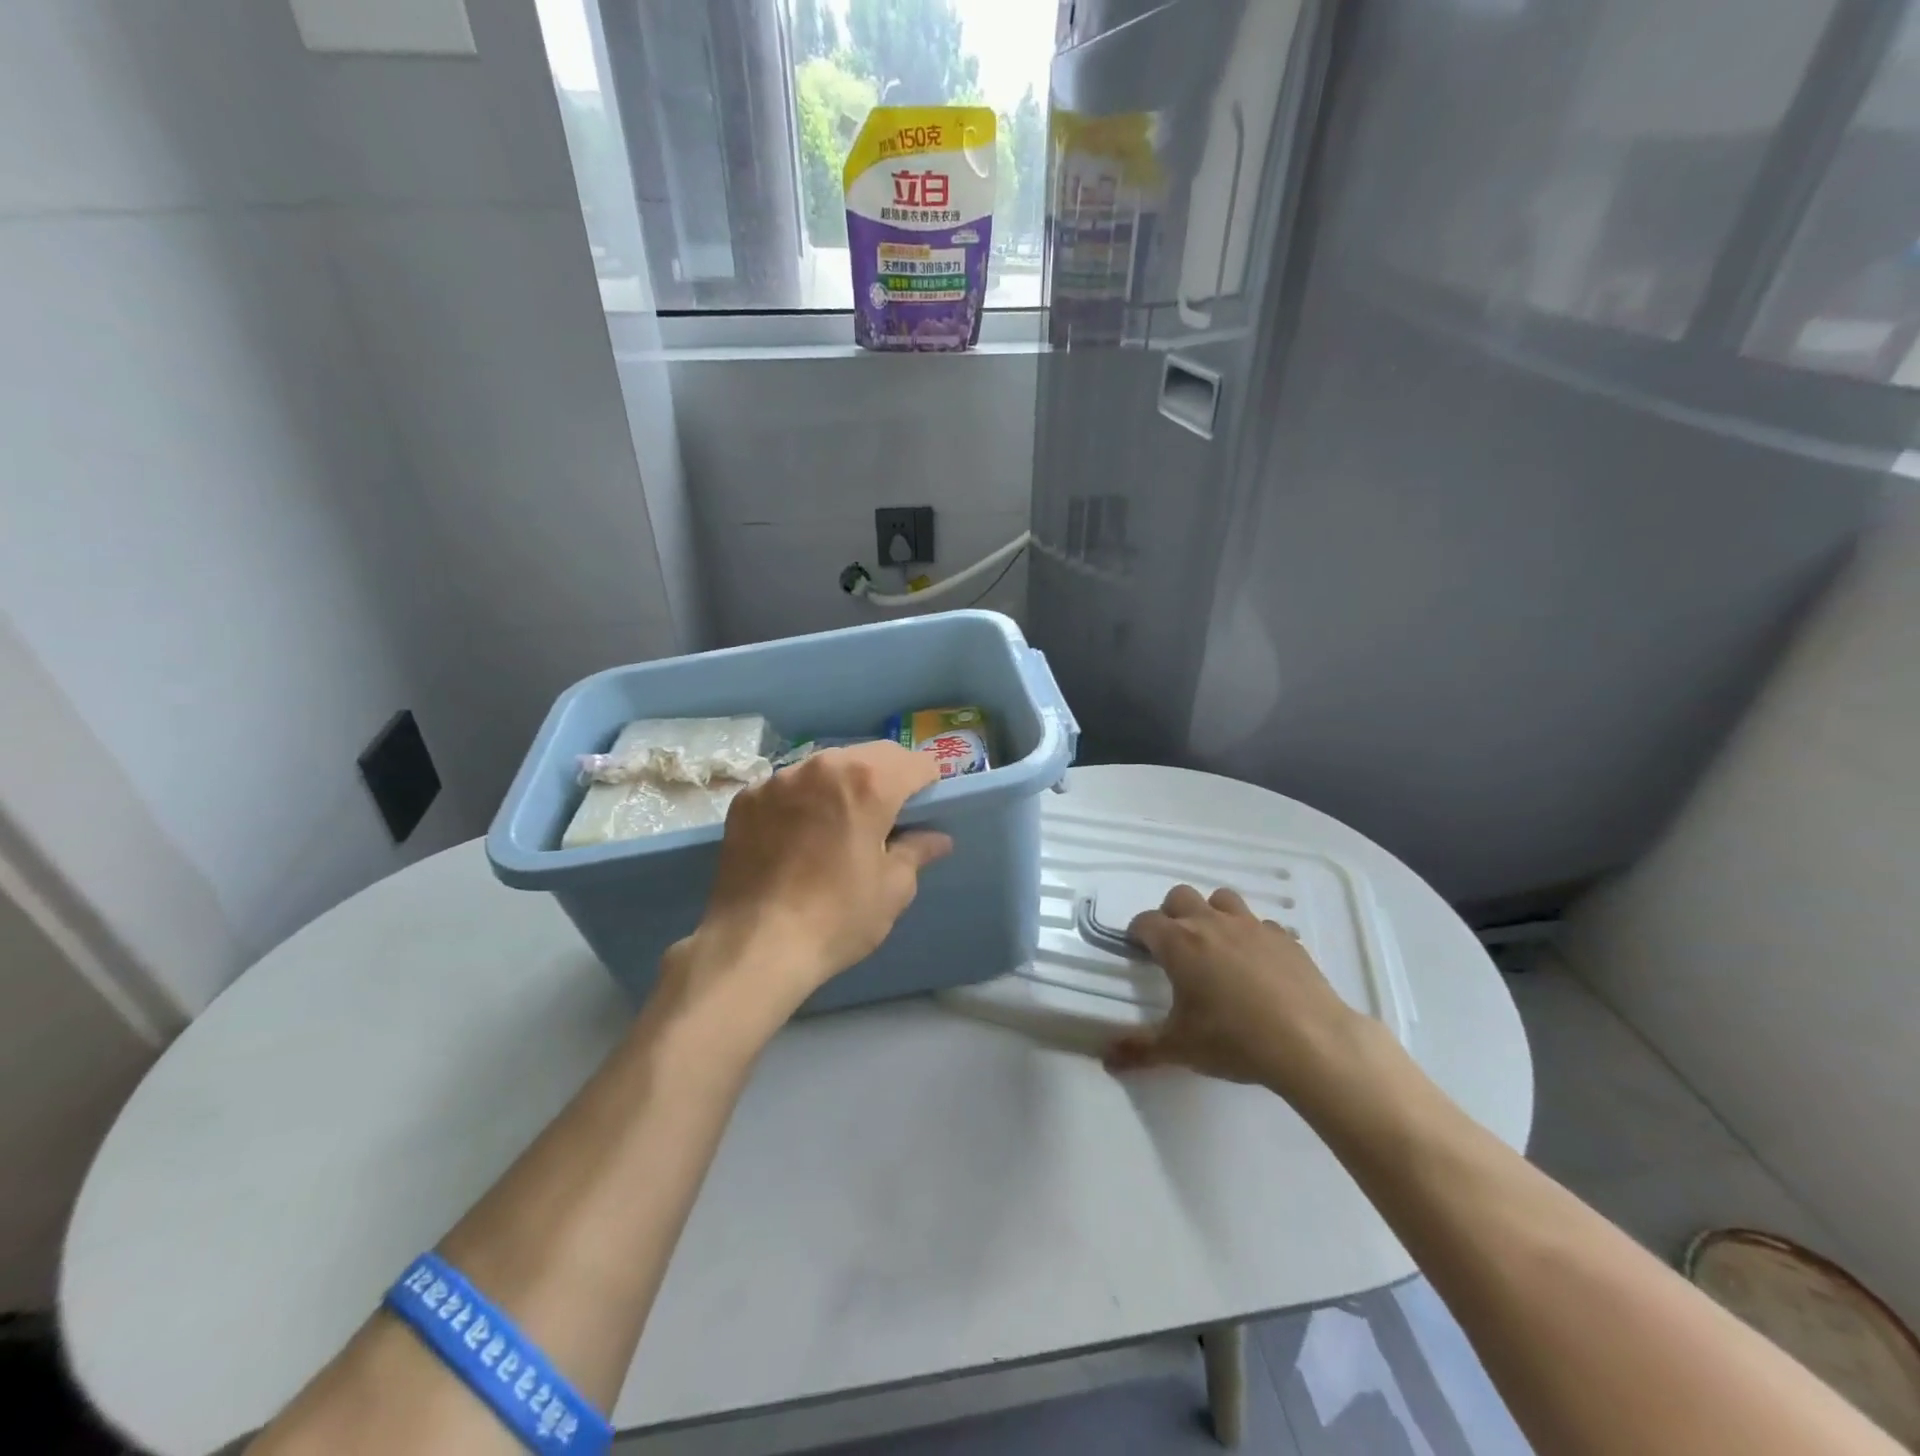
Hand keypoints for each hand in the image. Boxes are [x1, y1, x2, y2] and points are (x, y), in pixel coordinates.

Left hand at [661, 741, 952, 1019]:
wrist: (754, 945)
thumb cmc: (837, 917)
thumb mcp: (892, 889)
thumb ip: (916, 851)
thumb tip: (936, 838)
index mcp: (868, 782)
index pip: (914, 762)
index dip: (928, 783)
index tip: (926, 806)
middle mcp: (822, 766)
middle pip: (869, 756)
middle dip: (886, 777)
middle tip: (888, 814)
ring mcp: (778, 779)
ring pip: (825, 766)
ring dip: (841, 784)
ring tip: (840, 822)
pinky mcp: (747, 798)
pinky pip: (787, 786)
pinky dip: (802, 800)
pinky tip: (799, 835)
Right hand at [1105, 885, 1372, 1105]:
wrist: (1310, 1042)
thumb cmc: (1234, 1040)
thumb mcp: (1179, 1049)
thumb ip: (1138, 1049)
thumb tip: (1104, 1058)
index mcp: (1178, 943)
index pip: (1145, 921)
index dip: (1137, 933)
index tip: (1138, 950)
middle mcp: (1211, 923)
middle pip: (1181, 897)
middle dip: (1172, 915)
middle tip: (1175, 947)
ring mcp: (1251, 926)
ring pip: (1222, 900)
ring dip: (1212, 914)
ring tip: (1216, 946)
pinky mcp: (1285, 938)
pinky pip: (1260, 924)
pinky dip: (1252, 936)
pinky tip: (1257, 964)